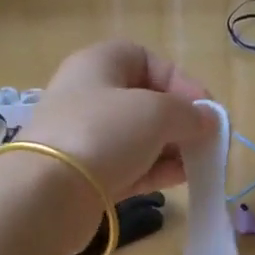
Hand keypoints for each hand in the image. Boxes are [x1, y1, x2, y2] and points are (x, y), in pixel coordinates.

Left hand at [21, 41, 212, 199]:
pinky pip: (129, 165)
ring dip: (170, 148)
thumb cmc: (103, 133)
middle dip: (178, 119)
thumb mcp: (156, 112)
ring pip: (137, 136)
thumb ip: (189, 113)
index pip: (146, 60)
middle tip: (204, 140)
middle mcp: (88, 95)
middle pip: (144, 100)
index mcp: (98, 64)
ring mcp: (84, 137)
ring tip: (197, 163)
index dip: (181, 80)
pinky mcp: (85, 175)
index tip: (205, 109)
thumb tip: (208, 121)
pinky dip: (155, 170)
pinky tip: (181, 179)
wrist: (47, 194)